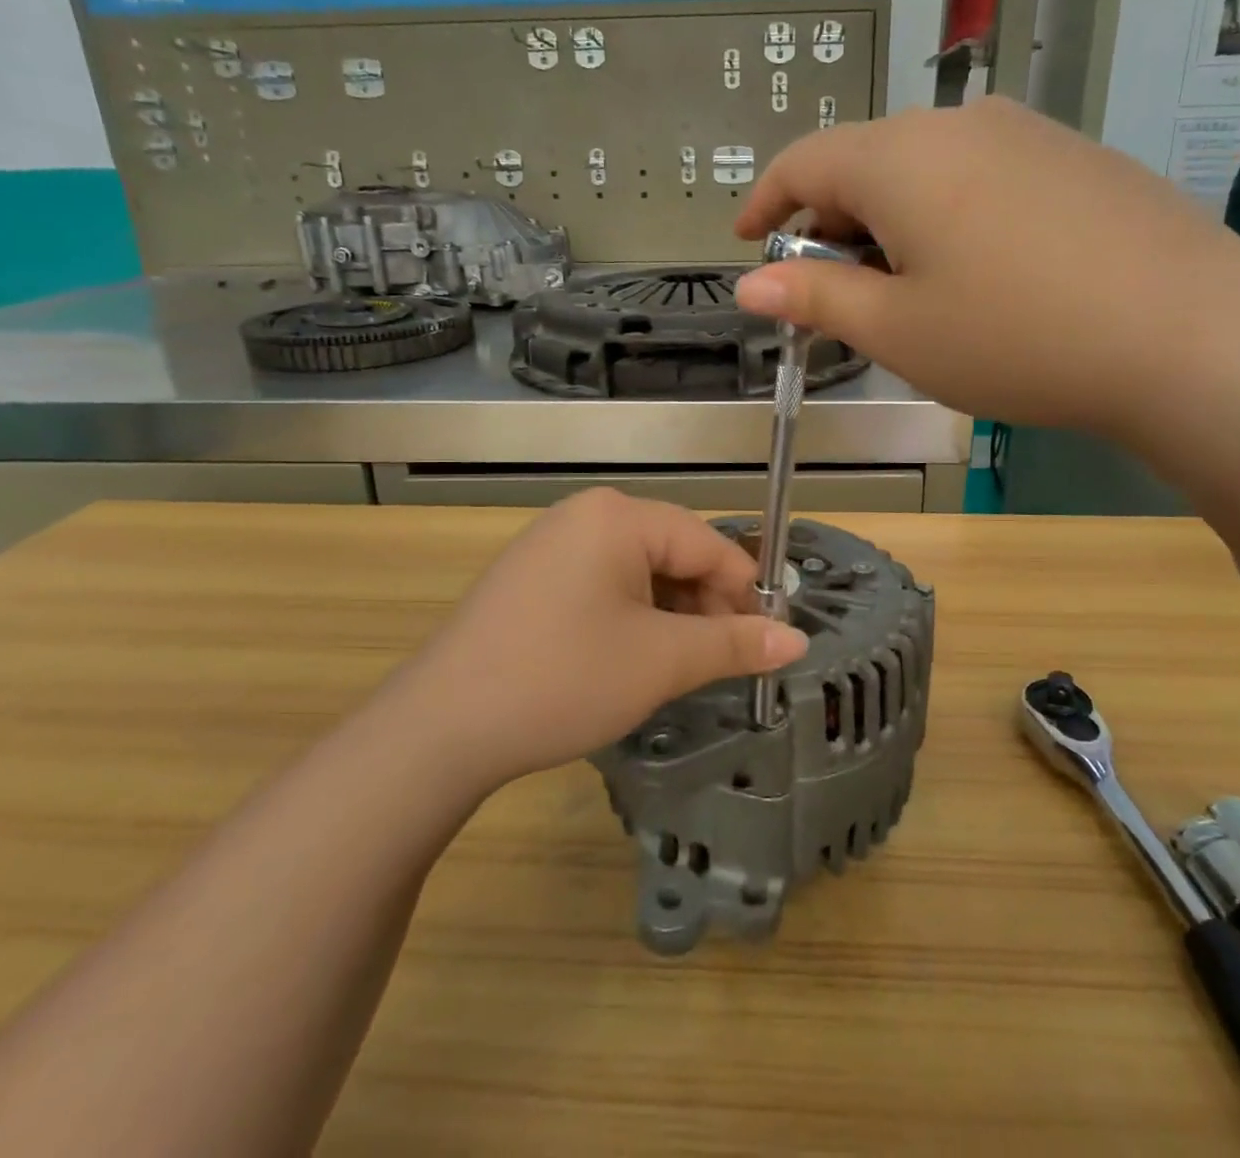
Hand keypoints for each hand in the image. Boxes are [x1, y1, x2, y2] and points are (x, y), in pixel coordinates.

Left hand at [388, 490, 808, 792]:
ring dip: (670, 615)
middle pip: (673, 552)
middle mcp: (585, 514)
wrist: (441, 726)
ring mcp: (552, 543)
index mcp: (619, 516)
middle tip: (719, 663)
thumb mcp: (660, 661)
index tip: (766, 643)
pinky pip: (602, 583)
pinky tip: (628, 658)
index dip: (744, 592)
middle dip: (704, 606)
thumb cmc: (563, 679)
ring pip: (639, 571)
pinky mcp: (532, 576)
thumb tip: (797, 641)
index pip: (708, 543)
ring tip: (675, 668)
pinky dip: (631, 616)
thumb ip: (734, 644)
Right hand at [732, 97, 1239, 437]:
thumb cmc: (1014, 337)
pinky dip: (947, 216)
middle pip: (864, 162)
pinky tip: (977, 273)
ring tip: (904, 289)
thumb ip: (815, 300)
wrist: (1190, 337)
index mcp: (899, 158)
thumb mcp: (897, 330)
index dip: (764, 203)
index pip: (803, 162)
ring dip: (890, 222)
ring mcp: (1026, 132)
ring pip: (925, 168)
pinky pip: (981, 175)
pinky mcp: (1075, 157)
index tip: (746, 243)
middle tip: (831, 292)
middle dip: (830, 224)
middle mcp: (958, 124)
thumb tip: (751, 287)